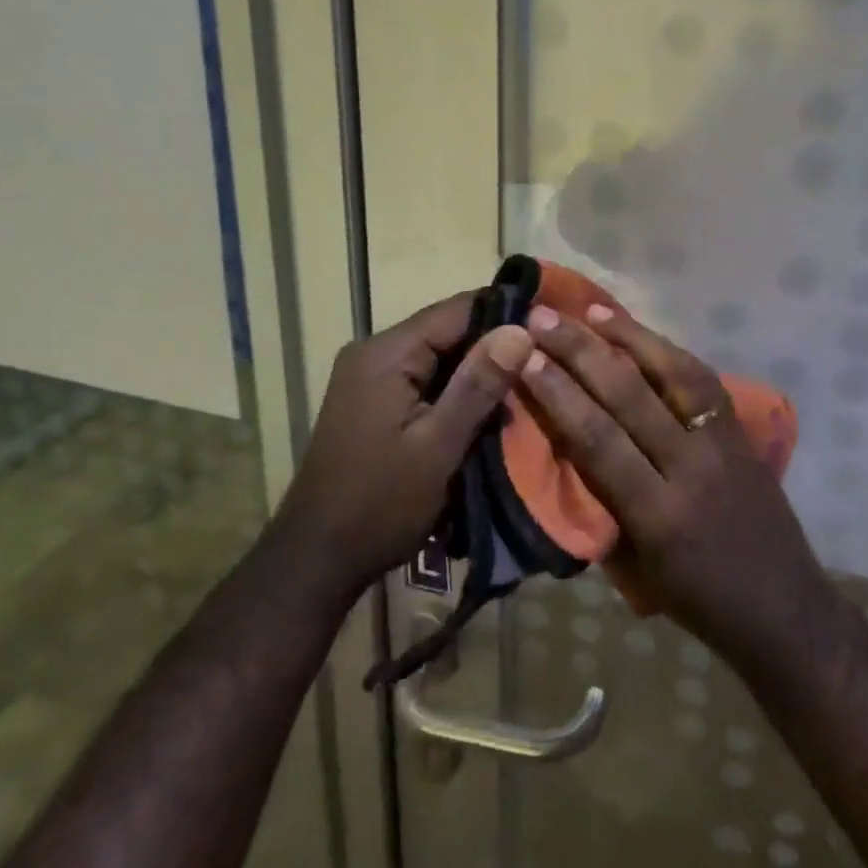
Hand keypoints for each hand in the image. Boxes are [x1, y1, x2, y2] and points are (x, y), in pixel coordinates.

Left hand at [272, 294, 532, 607]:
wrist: (317, 558)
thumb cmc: (381, 503)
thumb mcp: (439, 445)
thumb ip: (479, 384)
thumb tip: (521, 329)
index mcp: (387, 353)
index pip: (458, 309)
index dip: (506, 314)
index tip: (550, 328)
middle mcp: (375, 352)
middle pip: (448, 331)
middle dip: (494, 348)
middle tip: (543, 366)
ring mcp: (371, 377)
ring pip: (439, 357)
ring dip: (477, 374)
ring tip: (523, 392)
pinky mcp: (373, 400)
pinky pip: (425, 380)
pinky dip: (455, 392)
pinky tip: (486, 413)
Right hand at [519, 303, 836, 672]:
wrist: (784, 609)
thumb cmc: (697, 601)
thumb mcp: (635, 567)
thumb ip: (600, 502)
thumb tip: (563, 442)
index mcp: (656, 515)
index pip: (599, 439)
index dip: (559, 394)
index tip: (527, 357)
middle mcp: (690, 468)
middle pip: (630, 395)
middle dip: (581, 351)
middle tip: (543, 318)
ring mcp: (722, 444)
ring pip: (673, 373)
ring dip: (628, 336)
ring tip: (590, 311)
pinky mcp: (742, 432)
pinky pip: (702, 380)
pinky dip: (668, 351)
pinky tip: (642, 335)